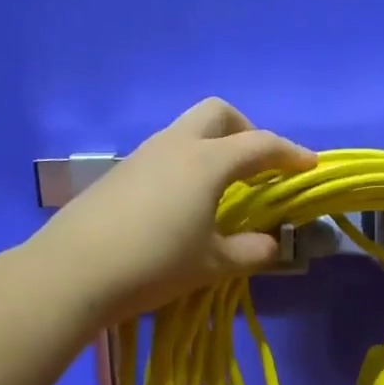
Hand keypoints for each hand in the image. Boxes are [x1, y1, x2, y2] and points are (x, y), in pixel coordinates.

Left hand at [38, 98, 315, 323]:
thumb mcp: (212, 264)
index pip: (260, 145)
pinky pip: (166, 152)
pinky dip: (188, 164)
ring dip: (215, 148)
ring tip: (224, 190)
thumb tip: (272, 244)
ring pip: (188, 130)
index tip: (310, 166)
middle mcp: (176, 145)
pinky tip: (185, 203)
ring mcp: (143, 154)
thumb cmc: (154, 264)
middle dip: (247, 131)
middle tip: (259, 168)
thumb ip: (251, 251)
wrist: (73, 271)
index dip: (290, 154)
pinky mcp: (121, 172)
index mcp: (207, 162)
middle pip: (219, 113)